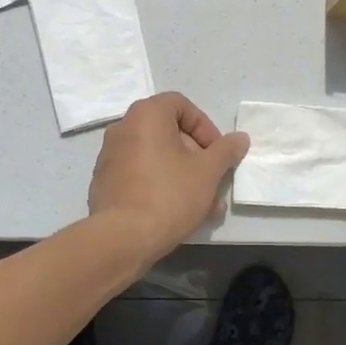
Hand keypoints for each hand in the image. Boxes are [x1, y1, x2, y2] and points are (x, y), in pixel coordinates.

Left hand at [88, 93, 249, 270]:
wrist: (121, 239)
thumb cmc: (169, 195)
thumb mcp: (208, 172)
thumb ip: (226, 151)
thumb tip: (240, 138)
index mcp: (146, 115)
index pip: (182, 105)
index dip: (205, 126)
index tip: (217, 153)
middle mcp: (124, 127)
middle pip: (169, 133)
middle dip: (197, 157)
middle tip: (214, 182)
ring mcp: (110, 156)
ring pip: (157, 157)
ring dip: (183, 175)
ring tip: (204, 206)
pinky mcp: (105, 182)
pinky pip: (140, 174)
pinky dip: (160, 185)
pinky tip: (178, 213)